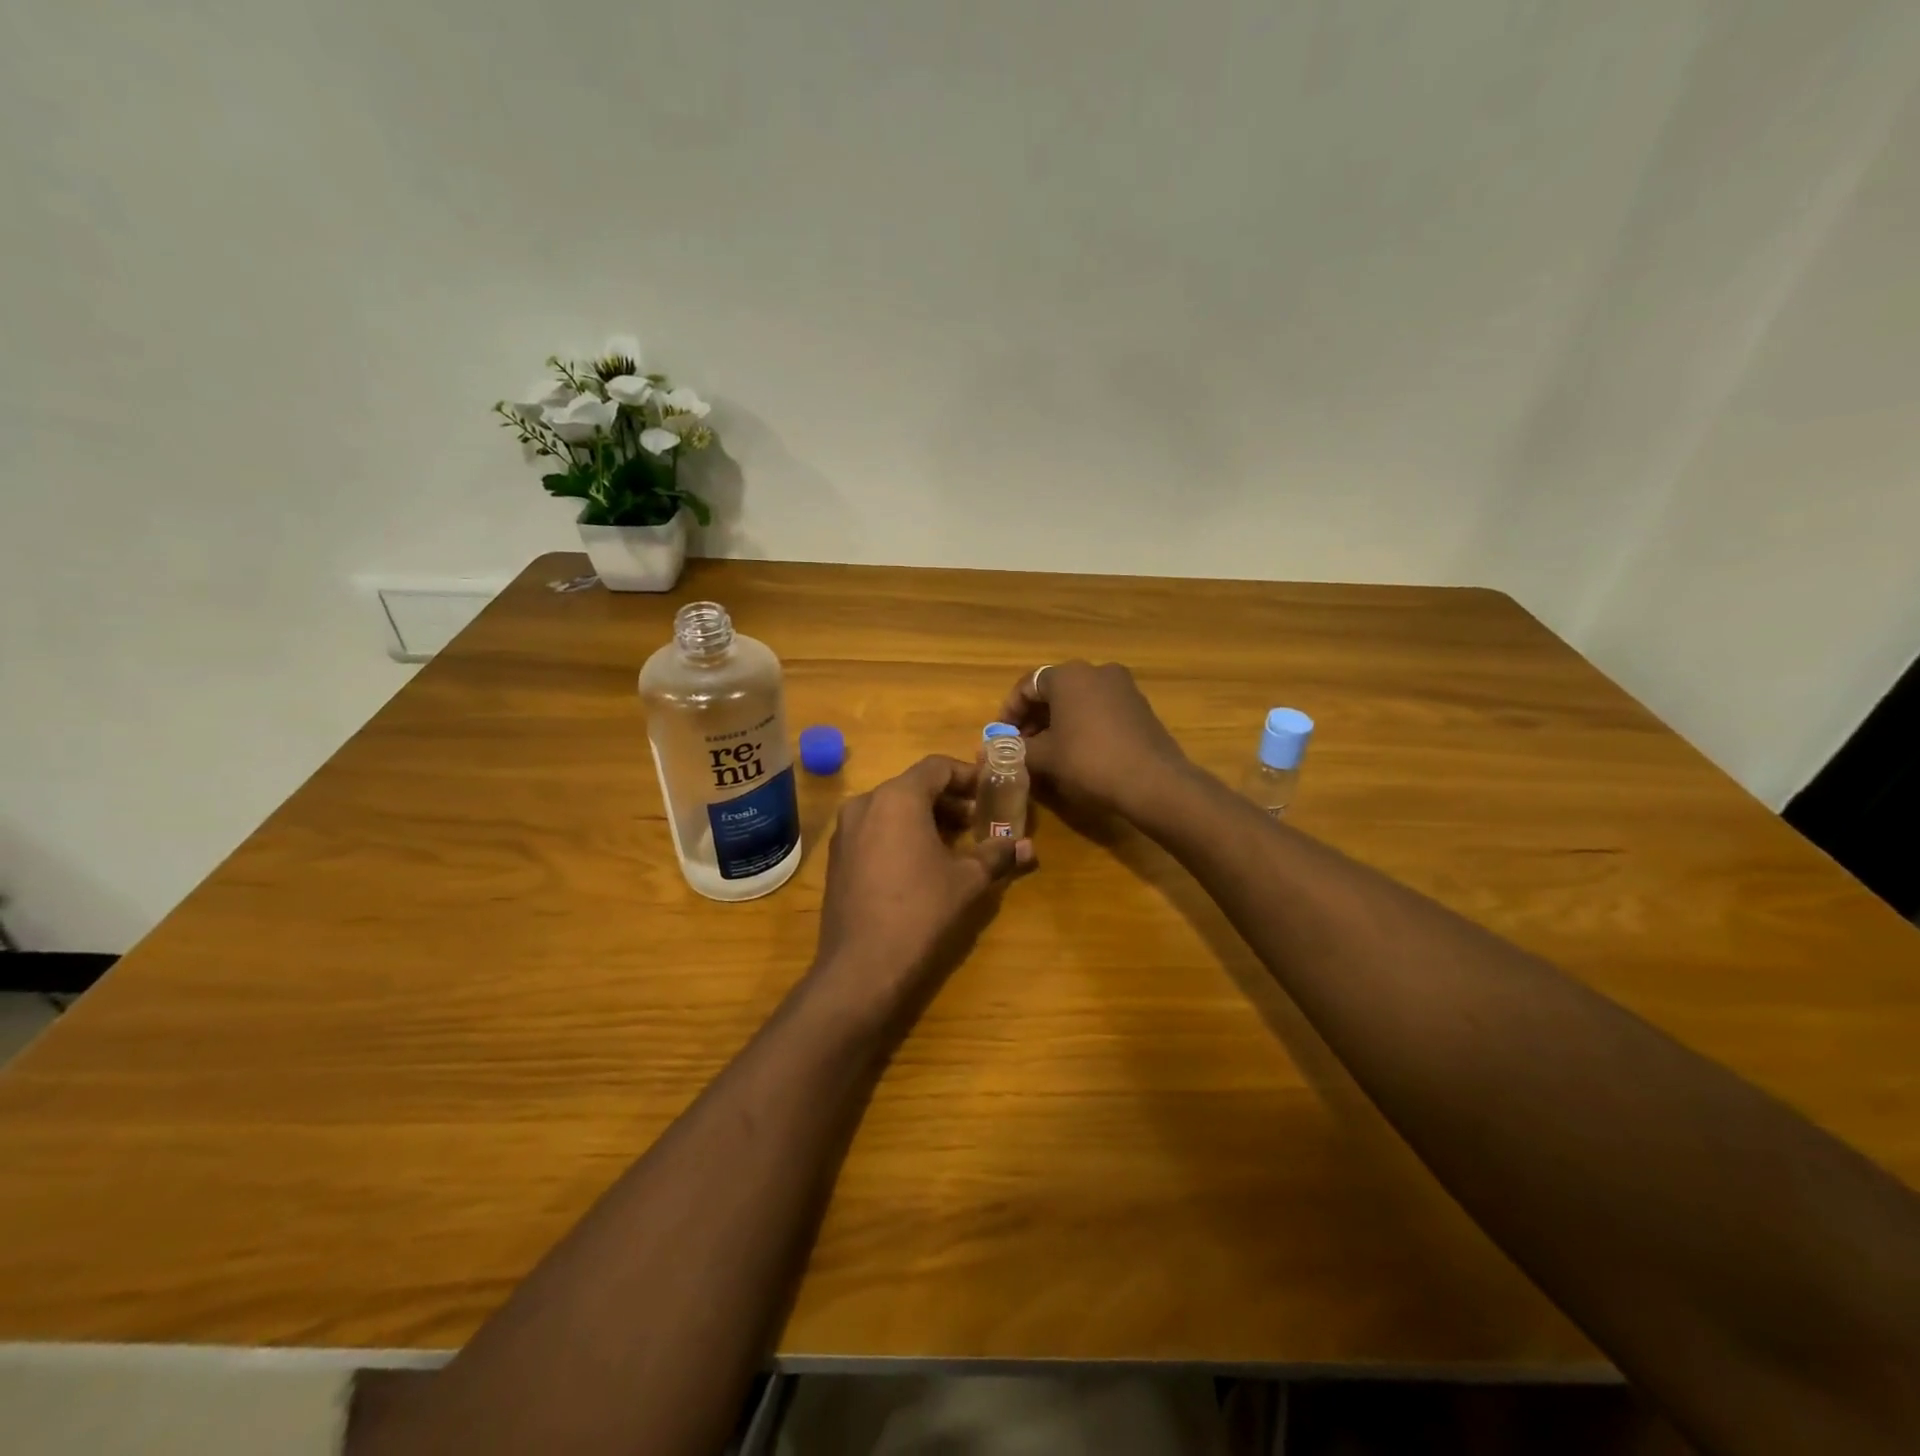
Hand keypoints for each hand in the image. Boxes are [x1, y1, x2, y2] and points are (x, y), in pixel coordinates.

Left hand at [813, 756, 1032, 999]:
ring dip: (925, 819)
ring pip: (891, 810)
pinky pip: (874, 832)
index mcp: (897, 797)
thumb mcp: (969, 881)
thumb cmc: (922, 912)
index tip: (990, 791)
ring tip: (955, 845)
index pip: (936, 767)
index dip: (967, 775)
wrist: (862, 967)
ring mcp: (845, 833)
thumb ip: (997, 854)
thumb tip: (1026, 846)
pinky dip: (901, 836)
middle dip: (948, 800)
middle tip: (978, 821)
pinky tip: (922, 865)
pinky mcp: (837, 860)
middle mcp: (865, 804)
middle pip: (913, 787)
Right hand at [998, 661, 1189, 818]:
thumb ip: (1016, 751)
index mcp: (1069, 675)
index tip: (1001, 738)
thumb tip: (993, 752)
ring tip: (1047, 753)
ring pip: (1078, 701)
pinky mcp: (1140, 707)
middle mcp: (1096, 671)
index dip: (1009, 713)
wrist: (1153, 781)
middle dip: (1033, 719)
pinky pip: (1100, 710)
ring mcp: (1123, 687)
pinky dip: (1082, 725)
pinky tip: (1078, 753)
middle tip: (1022, 747)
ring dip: (1057, 723)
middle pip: (1054, 691)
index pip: (1027, 686)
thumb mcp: (1045, 758)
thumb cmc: (1089, 761)